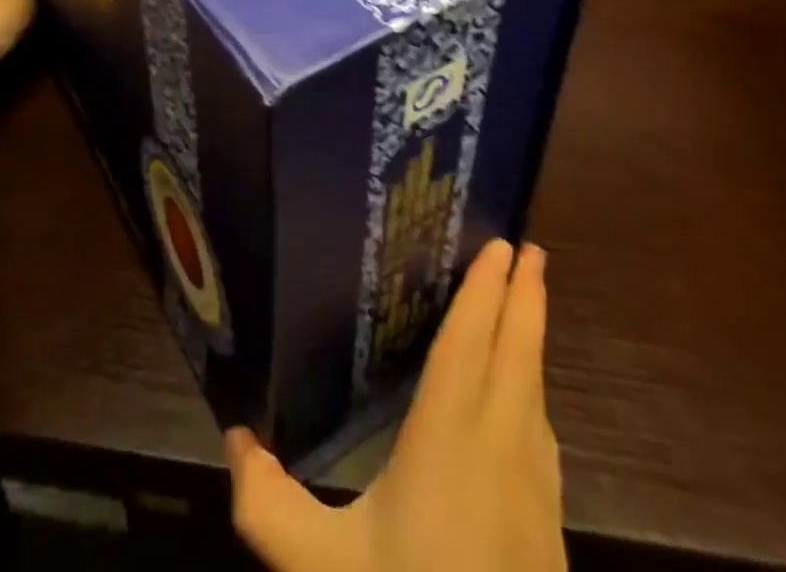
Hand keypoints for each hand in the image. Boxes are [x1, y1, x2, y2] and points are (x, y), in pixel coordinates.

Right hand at [227, 240, 563, 571]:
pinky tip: (526, 399)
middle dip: (526, 297)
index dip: (486, 292)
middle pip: (518, 354)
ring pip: (537, 392)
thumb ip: (268, 505)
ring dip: (532, 339)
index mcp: (450, 440)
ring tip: (527, 302)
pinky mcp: (551, 533)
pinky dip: (535, 391)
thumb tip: (234, 437)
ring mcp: (536, 494)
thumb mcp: (322, 570)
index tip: (504, 245)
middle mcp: (501, 449)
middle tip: (531, 247)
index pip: (470, 344)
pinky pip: (542, 434)